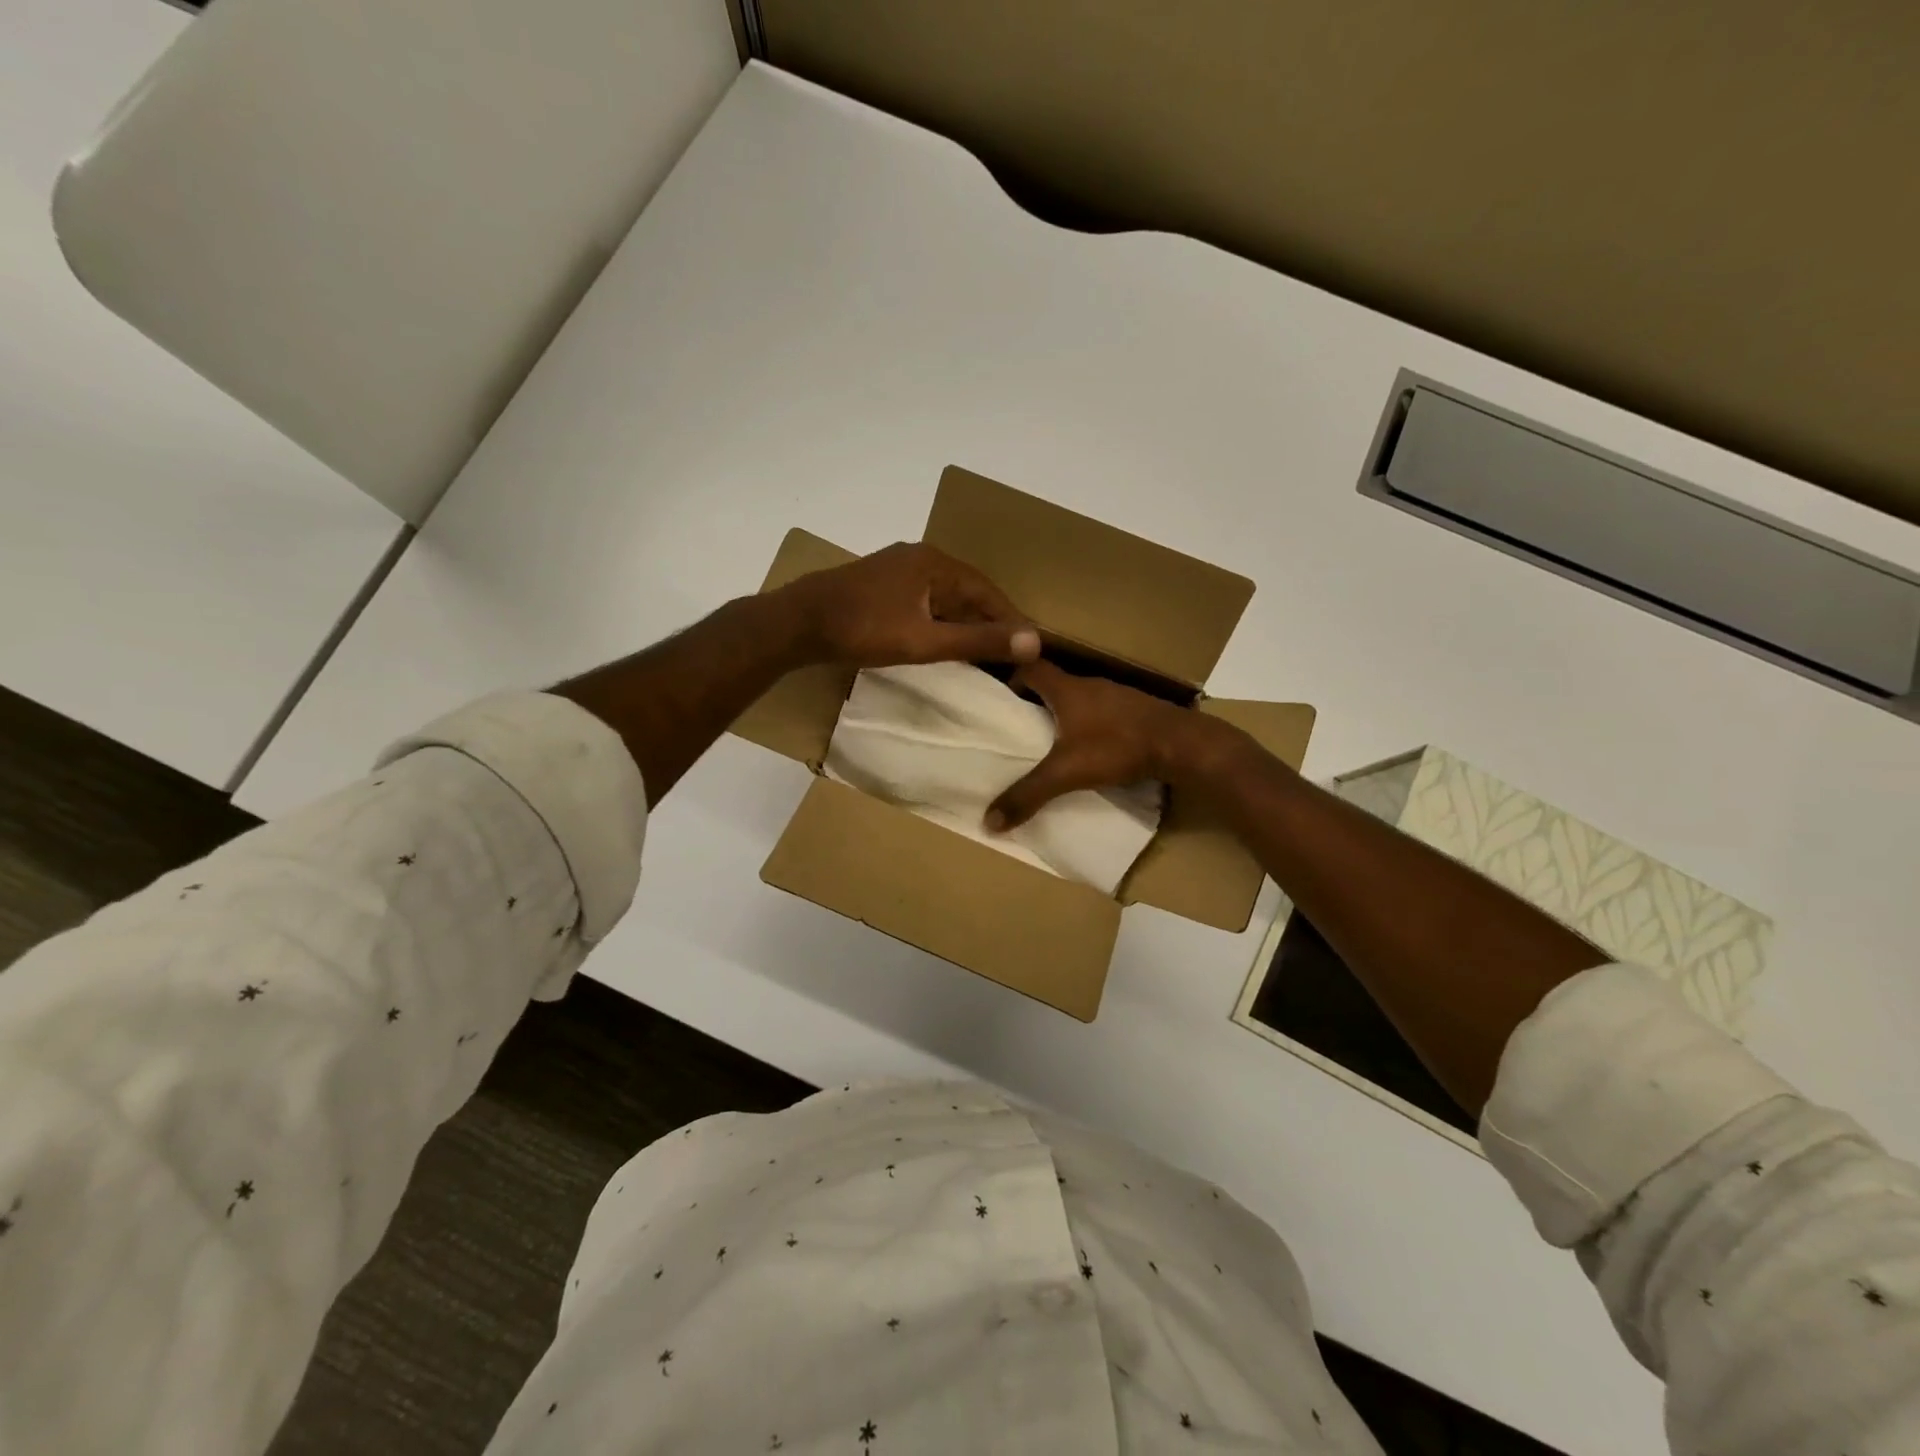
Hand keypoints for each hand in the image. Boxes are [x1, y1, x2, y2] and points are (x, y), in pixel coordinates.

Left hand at [779, 542, 1041, 668]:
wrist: (796, 623)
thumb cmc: (863, 630)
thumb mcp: (925, 641)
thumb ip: (977, 642)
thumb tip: (1034, 641)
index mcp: (935, 563)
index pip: (987, 592)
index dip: (1011, 620)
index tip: (1030, 648)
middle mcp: (919, 558)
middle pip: (967, 592)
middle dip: (989, 622)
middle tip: (1011, 654)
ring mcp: (896, 569)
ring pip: (944, 597)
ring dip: (964, 623)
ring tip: (982, 652)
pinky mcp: (880, 585)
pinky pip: (924, 601)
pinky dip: (939, 621)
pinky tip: (941, 641)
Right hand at [986, 659, 1222, 829]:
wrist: (1182, 745)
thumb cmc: (1118, 747)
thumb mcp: (1067, 773)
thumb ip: (1028, 794)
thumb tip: (989, 822)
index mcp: (1067, 689)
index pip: (1030, 668)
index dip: (1011, 678)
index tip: (1000, 700)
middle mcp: (1091, 686)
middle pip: (1055, 684)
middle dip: (1036, 701)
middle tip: (1020, 726)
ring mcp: (1118, 696)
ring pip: (1081, 699)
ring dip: (1065, 714)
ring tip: (1052, 740)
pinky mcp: (1138, 711)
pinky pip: (1104, 712)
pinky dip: (1091, 725)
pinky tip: (1092, 748)